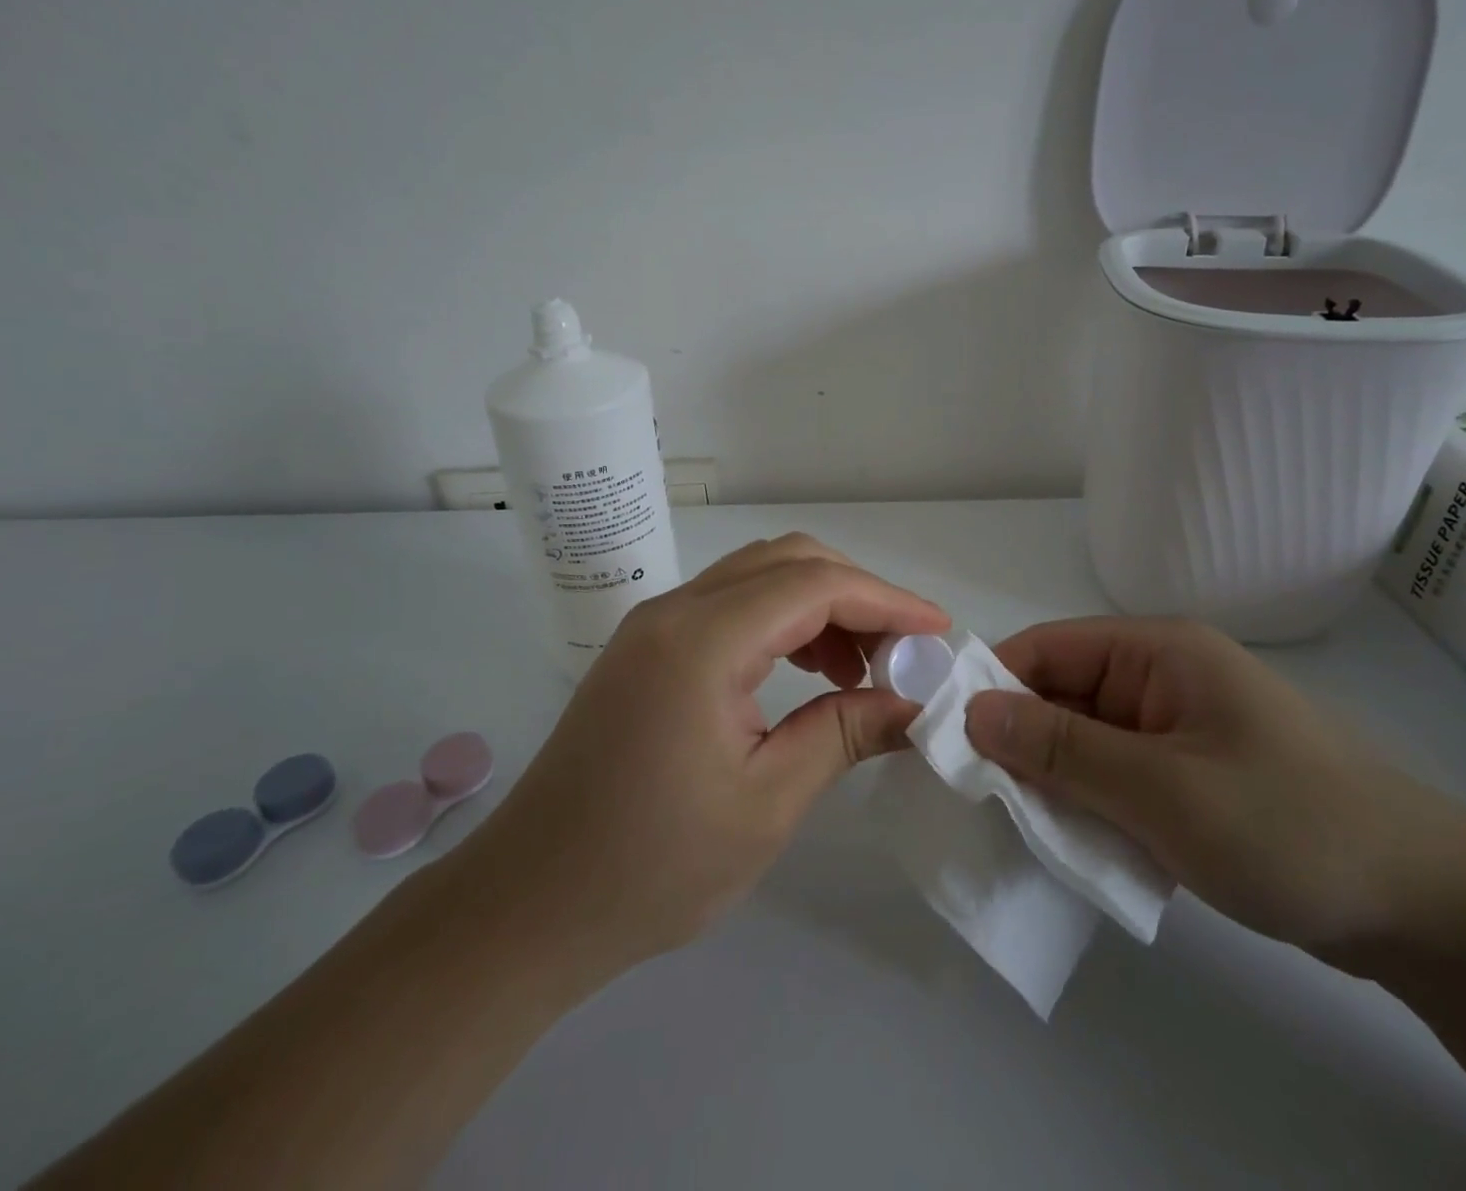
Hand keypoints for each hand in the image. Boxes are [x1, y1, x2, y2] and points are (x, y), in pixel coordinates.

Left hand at [469, 534, 949, 975]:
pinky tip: (806, 673)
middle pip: (787, 561)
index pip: (814, 585)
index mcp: (702, 640)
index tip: (937, 632)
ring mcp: (655, 624)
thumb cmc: (652, 866)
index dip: (886, 600)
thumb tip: (914, 703)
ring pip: (758, 577)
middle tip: (900, 653)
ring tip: (859, 669)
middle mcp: (675, 610)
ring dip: (819, 606)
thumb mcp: (767, 803)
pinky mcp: (647, 648)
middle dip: (856, 596)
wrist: (527, 905)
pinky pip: (731, 606)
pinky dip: (781, 623)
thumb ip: (844, 734)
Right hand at [963, 618, 1465, 968]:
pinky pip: (1117, 775)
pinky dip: (1089, 803)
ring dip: (1053, 779)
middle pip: (1062, 693)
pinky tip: (1070, 843)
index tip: (946, 738)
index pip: (1046, 648)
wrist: (1432, 913)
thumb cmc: (1290, 828)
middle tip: (974, 796)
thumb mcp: (1161, 789)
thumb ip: (1061, 749)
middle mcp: (1163, 677)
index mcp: (1158, 651)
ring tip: (1014, 825)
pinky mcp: (1191, 775)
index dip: (993, 685)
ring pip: (1085, 740)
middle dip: (1020, 740)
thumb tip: (972, 713)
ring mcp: (1178, 728)